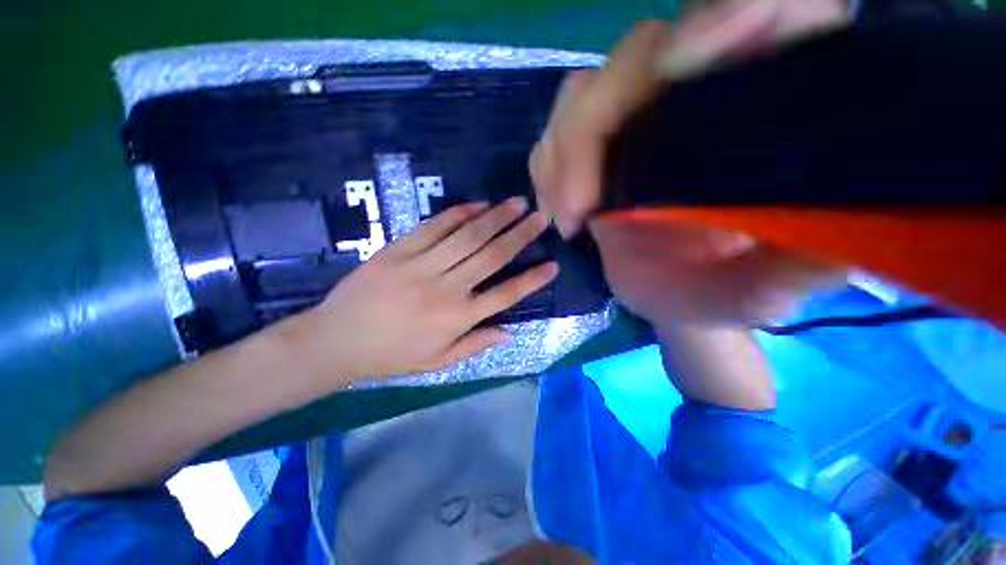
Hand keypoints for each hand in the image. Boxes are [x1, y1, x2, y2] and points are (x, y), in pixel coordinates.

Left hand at [295, 198, 557, 386]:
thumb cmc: (391, 356)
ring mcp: (422, 266)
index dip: (532, 280)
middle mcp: (447, 288)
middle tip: (540, 217)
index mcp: (458, 319)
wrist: (336, 341)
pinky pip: (433, 227)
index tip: (552, 265)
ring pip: (467, 236)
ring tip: (516, 203)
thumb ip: (475, 345)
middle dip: (520, 235)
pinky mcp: (399, 250)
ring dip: (495, 218)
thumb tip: (510, 333)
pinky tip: (476, 205)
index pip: (505, 295)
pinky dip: (457, 214)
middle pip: (491, 256)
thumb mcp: (437, 362)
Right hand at [529, 2, 847, 326]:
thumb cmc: (710, 293)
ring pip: (585, 92)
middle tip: (580, 209)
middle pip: (639, 54)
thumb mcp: (752, 296)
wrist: (667, 296)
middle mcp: (697, 97)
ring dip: (561, 154)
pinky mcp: (597, 145)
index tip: (679, 63)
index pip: (770, 15)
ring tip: (567, 218)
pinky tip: (556, 210)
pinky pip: (555, 133)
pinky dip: (547, 168)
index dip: (734, 13)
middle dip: (593, 126)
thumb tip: (826, 258)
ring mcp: (637, 117)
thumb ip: (789, 279)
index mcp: (761, 116)